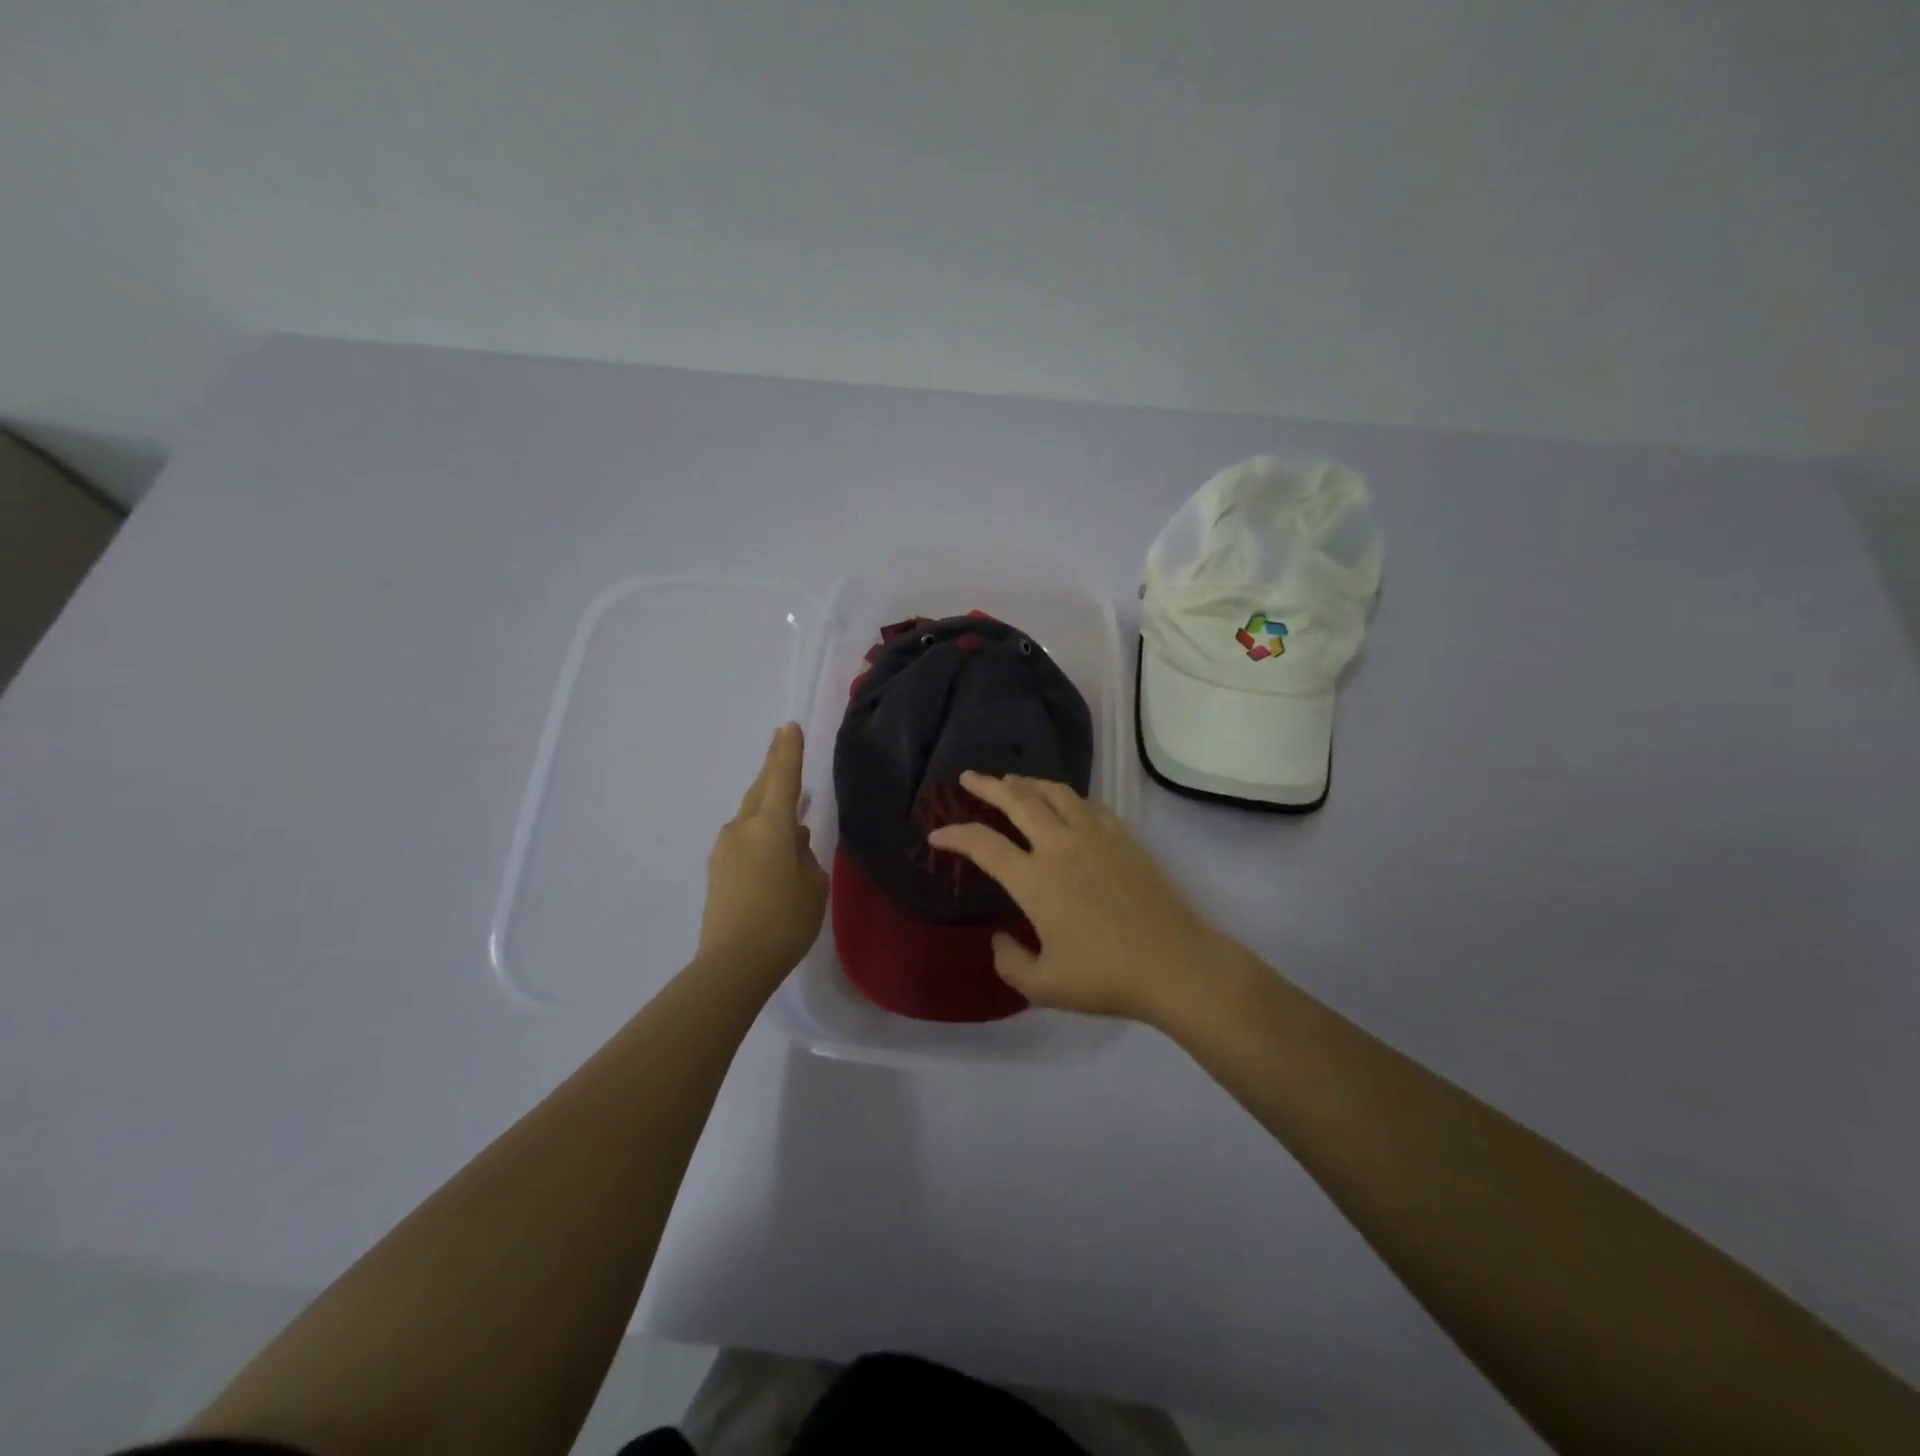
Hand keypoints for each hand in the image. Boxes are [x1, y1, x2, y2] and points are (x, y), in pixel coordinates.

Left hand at [697, 723, 828, 985]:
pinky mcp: (718, 869)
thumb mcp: (812, 885)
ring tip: (788, 804)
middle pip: (761, 788)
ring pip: (751, 813)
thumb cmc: (785, 921)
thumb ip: (804, 854)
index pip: (783, 777)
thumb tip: (792, 839)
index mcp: (770, 825)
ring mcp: (725, 848)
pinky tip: (774, 844)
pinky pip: (744, 836)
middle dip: (772, 764)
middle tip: (781, 740)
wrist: (733, 963)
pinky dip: (760, 829)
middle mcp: (743, 827)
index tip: (789, 726)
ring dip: (768, 803)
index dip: (788, 751)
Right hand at [928, 771, 1231, 1023]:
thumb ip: (1010, 962)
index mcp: (1034, 879)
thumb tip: (1000, 939)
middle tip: (968, 777)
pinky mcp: (1124, 838)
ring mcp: (1096, 836)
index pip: (983, 845)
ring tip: (1013, 781)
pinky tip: (1066, 805)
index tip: (937, 835)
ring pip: (1055, 792)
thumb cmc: (1105, 977)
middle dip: (987, 786)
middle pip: (1017, 800)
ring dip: (1028, 782)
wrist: (1174, 964)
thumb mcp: (1043, 986)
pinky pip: (1089, 805)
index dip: (955, 835)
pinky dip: (1067, 798)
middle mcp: (1060, 846)